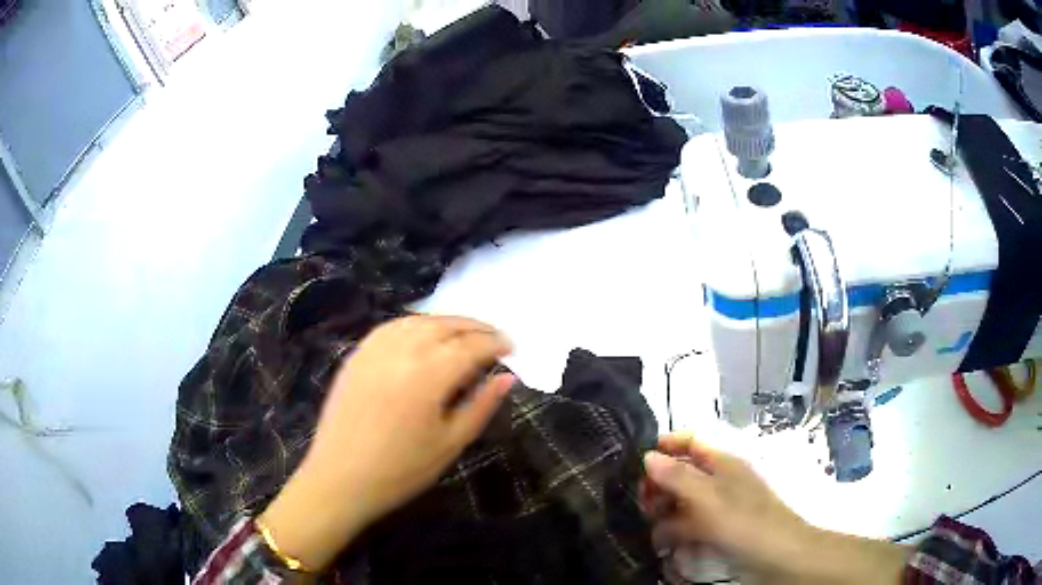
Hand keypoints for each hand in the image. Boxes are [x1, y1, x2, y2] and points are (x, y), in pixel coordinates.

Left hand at [260, 315, 514, 571]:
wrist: (341, 478)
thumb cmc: (401, 470)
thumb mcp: (451, 443)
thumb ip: (481, 405)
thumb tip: (507, 378)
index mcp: (428, 375)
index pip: (471, 346)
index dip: (495, 343)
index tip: (511, 347)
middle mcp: (401, 351)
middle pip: (445, 325)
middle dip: (474, 327)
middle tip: (494, 337)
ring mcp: (374, 350)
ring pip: (417, 321)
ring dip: (446, 322)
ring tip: (463, 333)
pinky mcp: (357, 355)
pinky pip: (391, 328)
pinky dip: (414, 324)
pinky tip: (423, 335)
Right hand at [643, 434, 907, 583]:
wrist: (780, 556)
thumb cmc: (746, 522)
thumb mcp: (709, 499)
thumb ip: (677, 477)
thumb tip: (648, 455)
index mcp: (722, 462)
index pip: (690, 440)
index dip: (665, 444)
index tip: (637, 461)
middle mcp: (720, 479)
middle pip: (682, 471)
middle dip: (659, 485)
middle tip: (641, 504)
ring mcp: (720, 505)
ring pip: (683, 500)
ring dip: (664, 511)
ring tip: (650, 528)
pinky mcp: (719, 528)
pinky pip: (691, 523)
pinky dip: (675, 530)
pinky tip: (664, 543)